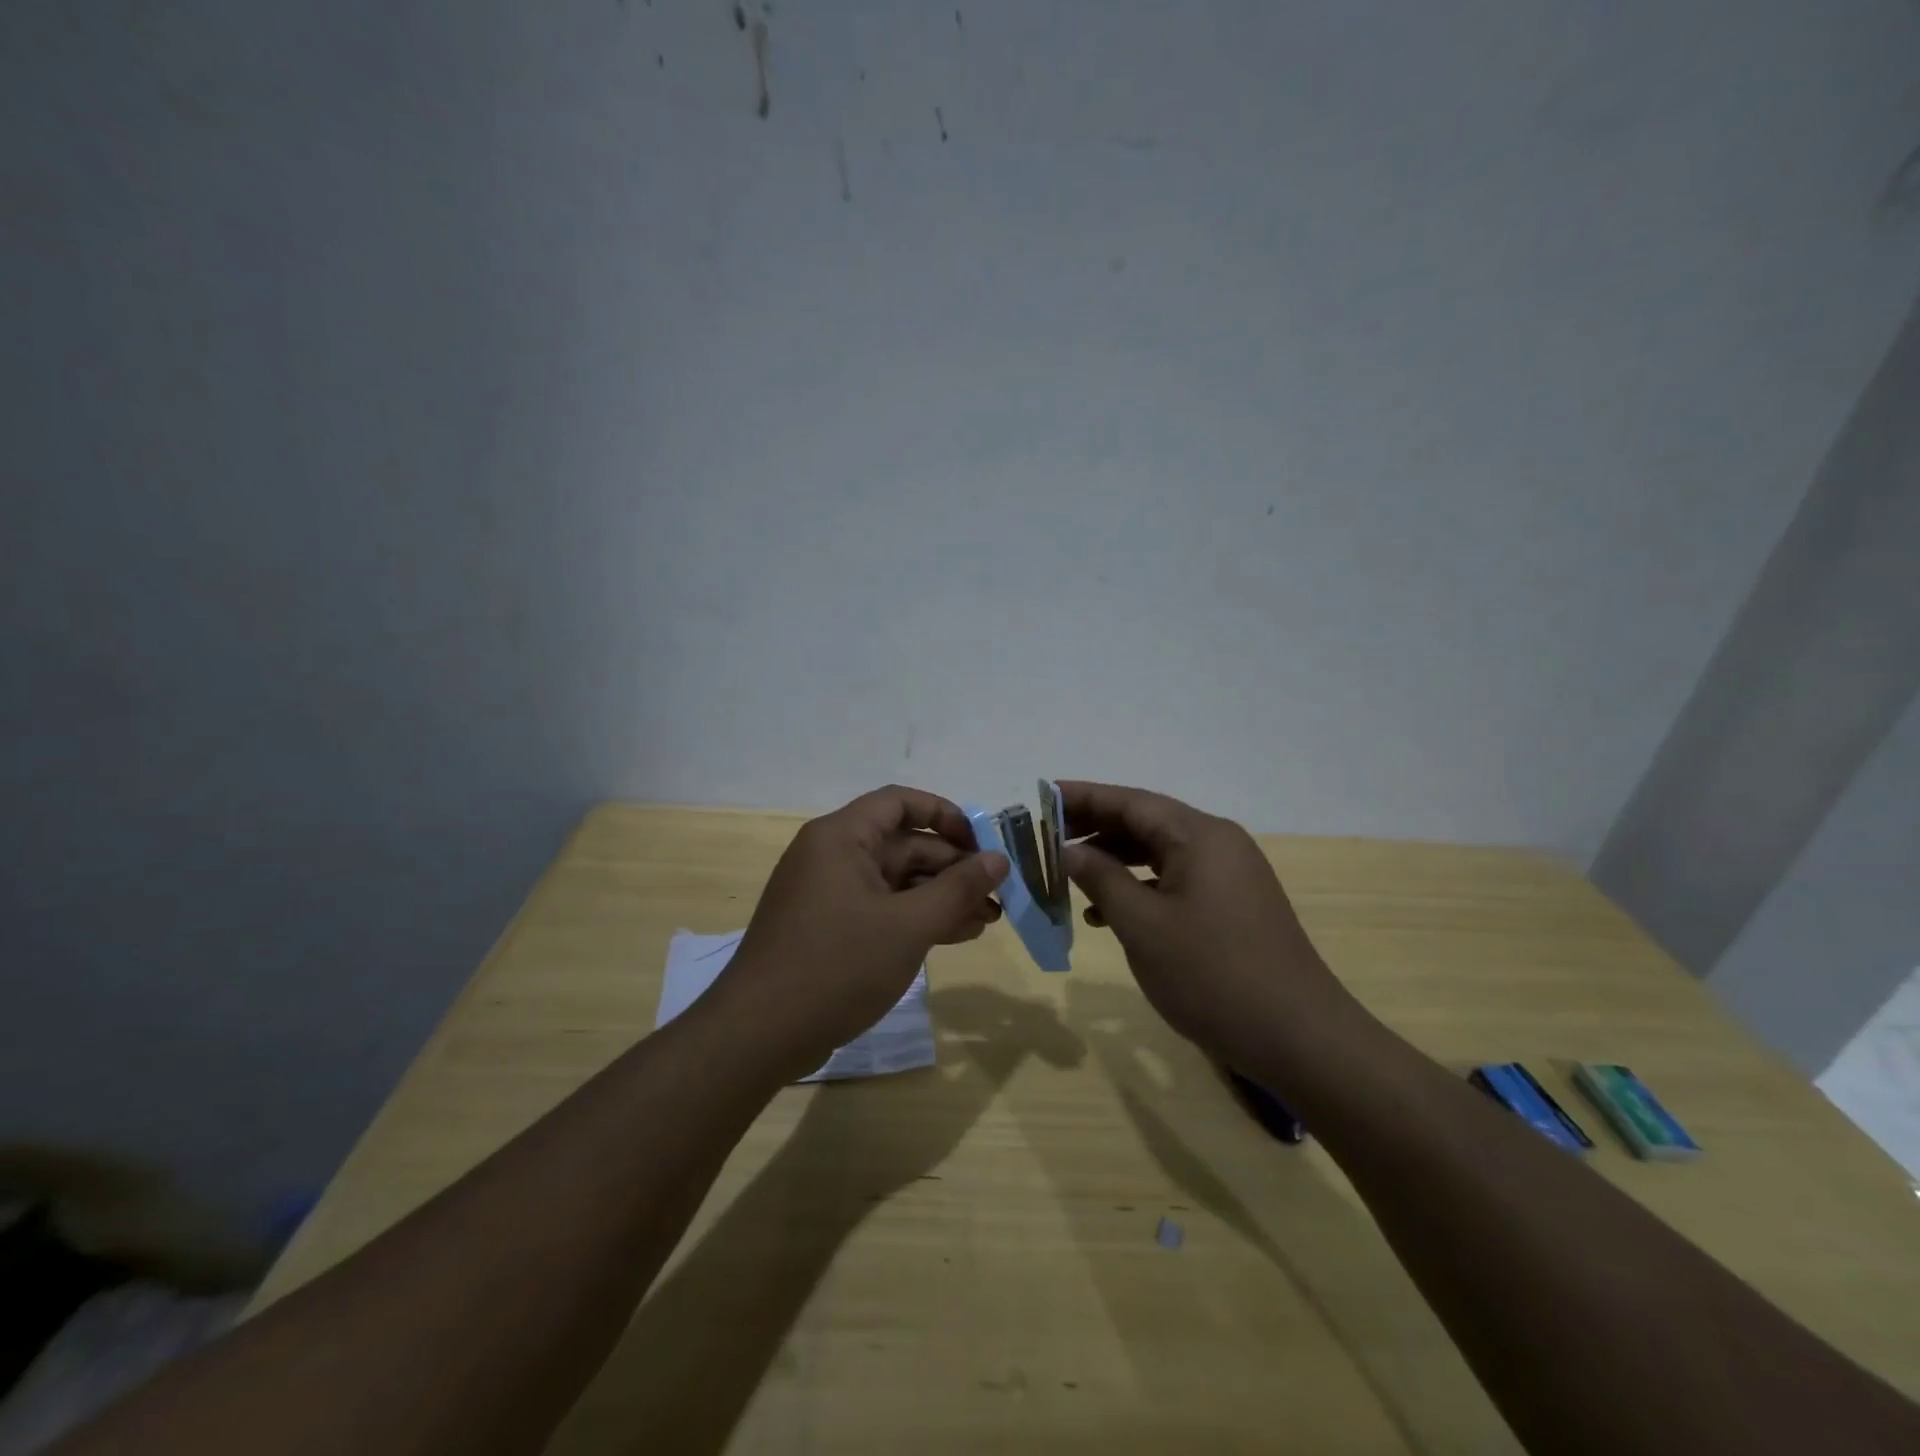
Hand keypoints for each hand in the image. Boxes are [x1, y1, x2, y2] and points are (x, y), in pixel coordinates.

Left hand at [707, 785, 1008, 1079]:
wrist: (759, 1035)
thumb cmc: (837, 966)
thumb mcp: (908, 926)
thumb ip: (958, 889)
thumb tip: (998, 858)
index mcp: (841, 837)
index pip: (900, 803)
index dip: (945, 815)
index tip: (981, 844)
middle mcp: (833, 856)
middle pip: (903, 845)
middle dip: (953, 869)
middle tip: (996, 896)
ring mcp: (830, 894)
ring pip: (896, 881)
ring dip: (941, 897)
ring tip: (986, 921)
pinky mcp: (830, 929)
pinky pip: (882, 909)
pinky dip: (916, 918)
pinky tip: (955, 936)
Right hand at [1058, 781, 1364, 1076]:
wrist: (1299, 1038)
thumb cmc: (1212, 975)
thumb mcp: (1143, 925)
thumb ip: (1101, 879)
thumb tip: (1068, 849)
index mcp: (1199, 836)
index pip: (1130, 802)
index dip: (1083, 797)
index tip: (1043, 795)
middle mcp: (1218, 844)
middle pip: (1146, 822)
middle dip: (1095, 828)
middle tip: (1047, 837)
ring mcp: (1230, 875)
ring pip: (1159, 853)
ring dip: (1115, 861)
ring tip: (1069, 875)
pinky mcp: (1233, 905)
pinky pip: (1176, 880)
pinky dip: (1140, 887)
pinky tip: (1107, 914)